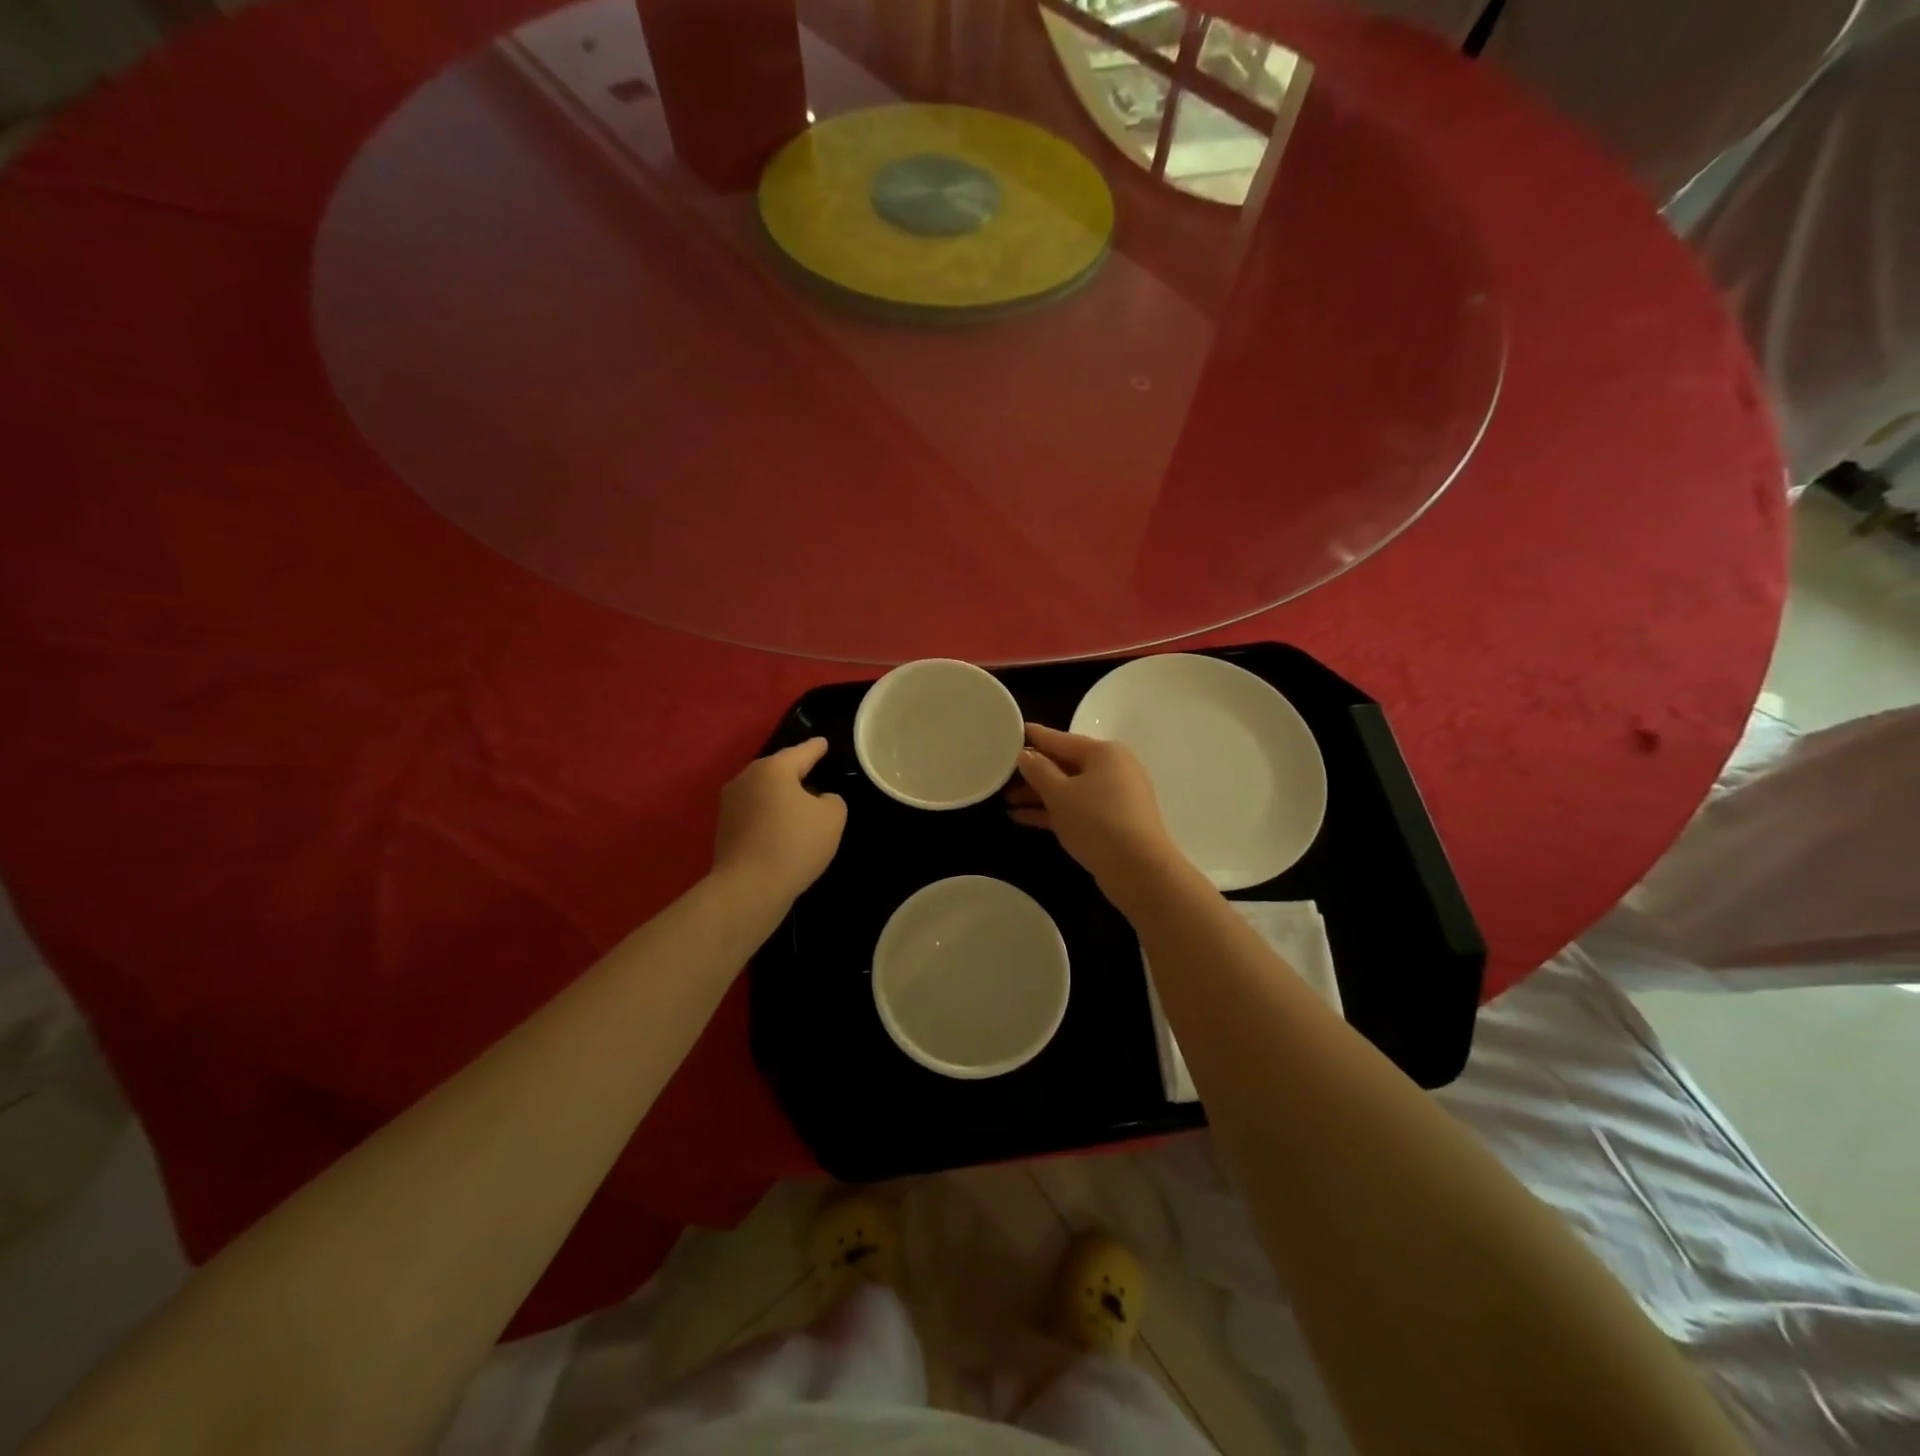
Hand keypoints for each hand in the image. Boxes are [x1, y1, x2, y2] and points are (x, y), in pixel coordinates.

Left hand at [714, 739, 846, 902]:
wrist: (749, 888)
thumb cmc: (795, 843)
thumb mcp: (832, 817)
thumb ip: (832, 800)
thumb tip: (818, 800)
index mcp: (773, 768)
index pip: (802, 752)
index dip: (817, 748)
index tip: (824, 743)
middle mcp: (746, 779)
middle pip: (778, 770)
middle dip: (797, 773)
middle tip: (816, 776)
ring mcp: (730, 805)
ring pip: (764, 792)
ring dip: (782, 797)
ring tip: (802, 808)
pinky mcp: (724, 830)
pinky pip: (755, 814)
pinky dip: (770, 817)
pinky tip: (783, 832)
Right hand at [1008, 723, 1180, 892]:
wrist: (1139, 870)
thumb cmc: (1097, 821)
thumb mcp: (1060, 794)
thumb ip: (1039, 771)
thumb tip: (1025, 755)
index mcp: (1103, 752)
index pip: (1060, 739)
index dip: (1033, 736)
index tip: (1010, 732)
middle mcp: (1113, 769)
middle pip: (1065, 764)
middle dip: (1033, 772)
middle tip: (1001, 774)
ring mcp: (1114, 797)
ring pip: (1069, 789)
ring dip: (1039, 795)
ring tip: (1006, 800)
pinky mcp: (1113, 822)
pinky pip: (1077, 808)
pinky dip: (1053, 811)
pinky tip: (1022, 817)